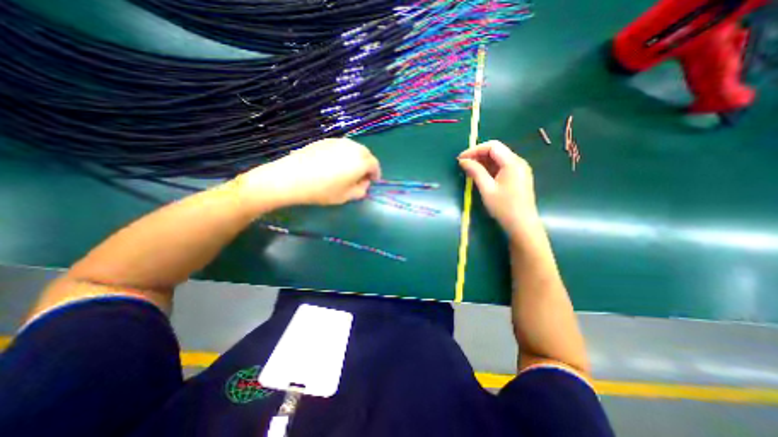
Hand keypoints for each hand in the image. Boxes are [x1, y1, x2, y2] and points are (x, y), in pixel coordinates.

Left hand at [238, 137, 382, 209]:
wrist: (292, 177)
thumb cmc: (323, 190)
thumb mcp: (346, 196)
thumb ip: (361, 190)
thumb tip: (364, 182)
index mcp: (361, 161)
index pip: (375, 165)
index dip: (375, 174)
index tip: (372, 181)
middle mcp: (352, 147)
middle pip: (366, 154)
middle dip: (367, 165)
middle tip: (361, 176)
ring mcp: (338, 141)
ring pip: (354, 148)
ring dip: (356, 158)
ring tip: (348, 169)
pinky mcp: (326, 140)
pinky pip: (342, 146)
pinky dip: (344, 154)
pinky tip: (335, 163)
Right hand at [457, 139, 541, 238]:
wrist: (522, 225)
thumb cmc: (504, 207)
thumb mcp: (487, 189)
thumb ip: (475, 172)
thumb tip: (463, 161)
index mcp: (512, 163)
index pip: (492, 146)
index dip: (475, 150)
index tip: (461, 158)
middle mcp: (518, 162)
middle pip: (496, 151)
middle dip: (478, 155)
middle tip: (463, 164)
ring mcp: (519, 170)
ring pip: (498, 159)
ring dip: (483, 162)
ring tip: (469, 170)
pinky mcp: (518, 177)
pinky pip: (502, 167)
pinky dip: (490, 169)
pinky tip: (480, 175)